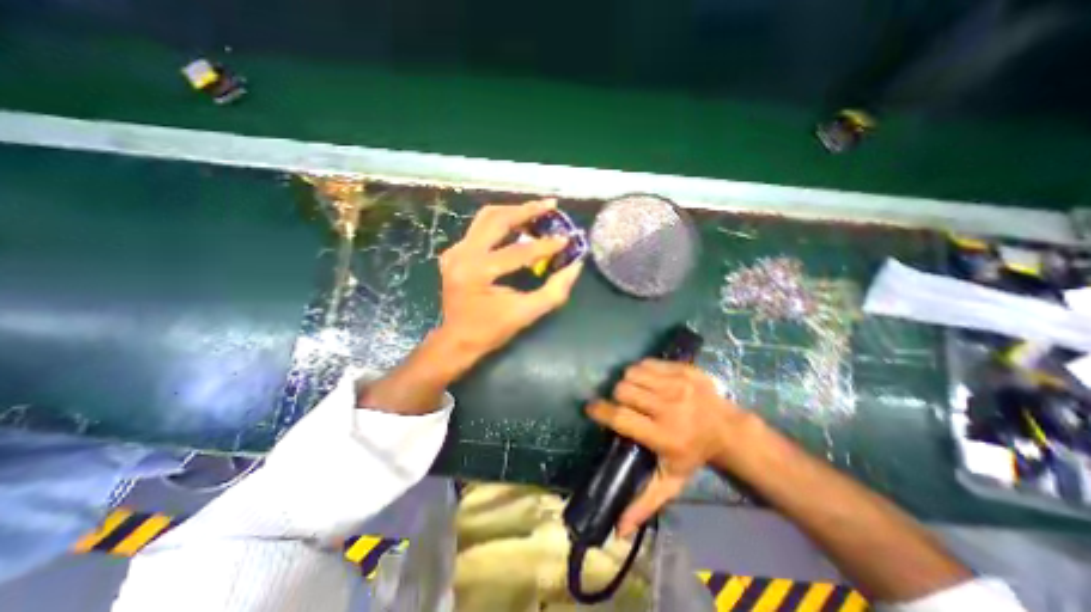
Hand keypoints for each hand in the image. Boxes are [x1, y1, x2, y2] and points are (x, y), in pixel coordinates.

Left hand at [437, 201, 583, 361]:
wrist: (456, 340)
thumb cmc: (490, 330)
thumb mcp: (525, 314)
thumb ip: (553, 291)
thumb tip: (575, 266)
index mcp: (476, 272)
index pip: (517, 252)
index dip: (545, 245)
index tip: (567, 238)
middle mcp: (462, 254)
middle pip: (497, 219)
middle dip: (527, 210)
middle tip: (551, 205)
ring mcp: (455, 250)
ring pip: (487, 217)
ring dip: (514, 212)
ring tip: (537, 211)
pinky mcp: (455, 251)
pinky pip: (481, 228)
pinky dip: (502, 223)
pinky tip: (519, 226)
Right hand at [584, 358, 755, 535]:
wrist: (728, 429)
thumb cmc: (693, 454)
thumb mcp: (671, 481)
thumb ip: (644, 502)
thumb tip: (617, 529)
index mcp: (662, 435)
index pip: (621, 419)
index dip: (600, 411)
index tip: (591, 408)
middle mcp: (668, 407)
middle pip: (623, 390)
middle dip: (617, 396)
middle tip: (624, 403)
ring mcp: (677, 385)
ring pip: (632, 373)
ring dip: (628, 382)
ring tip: (635, 391)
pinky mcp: (683, 369)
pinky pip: (647, 362)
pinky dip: (641, 370)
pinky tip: (648, 380)